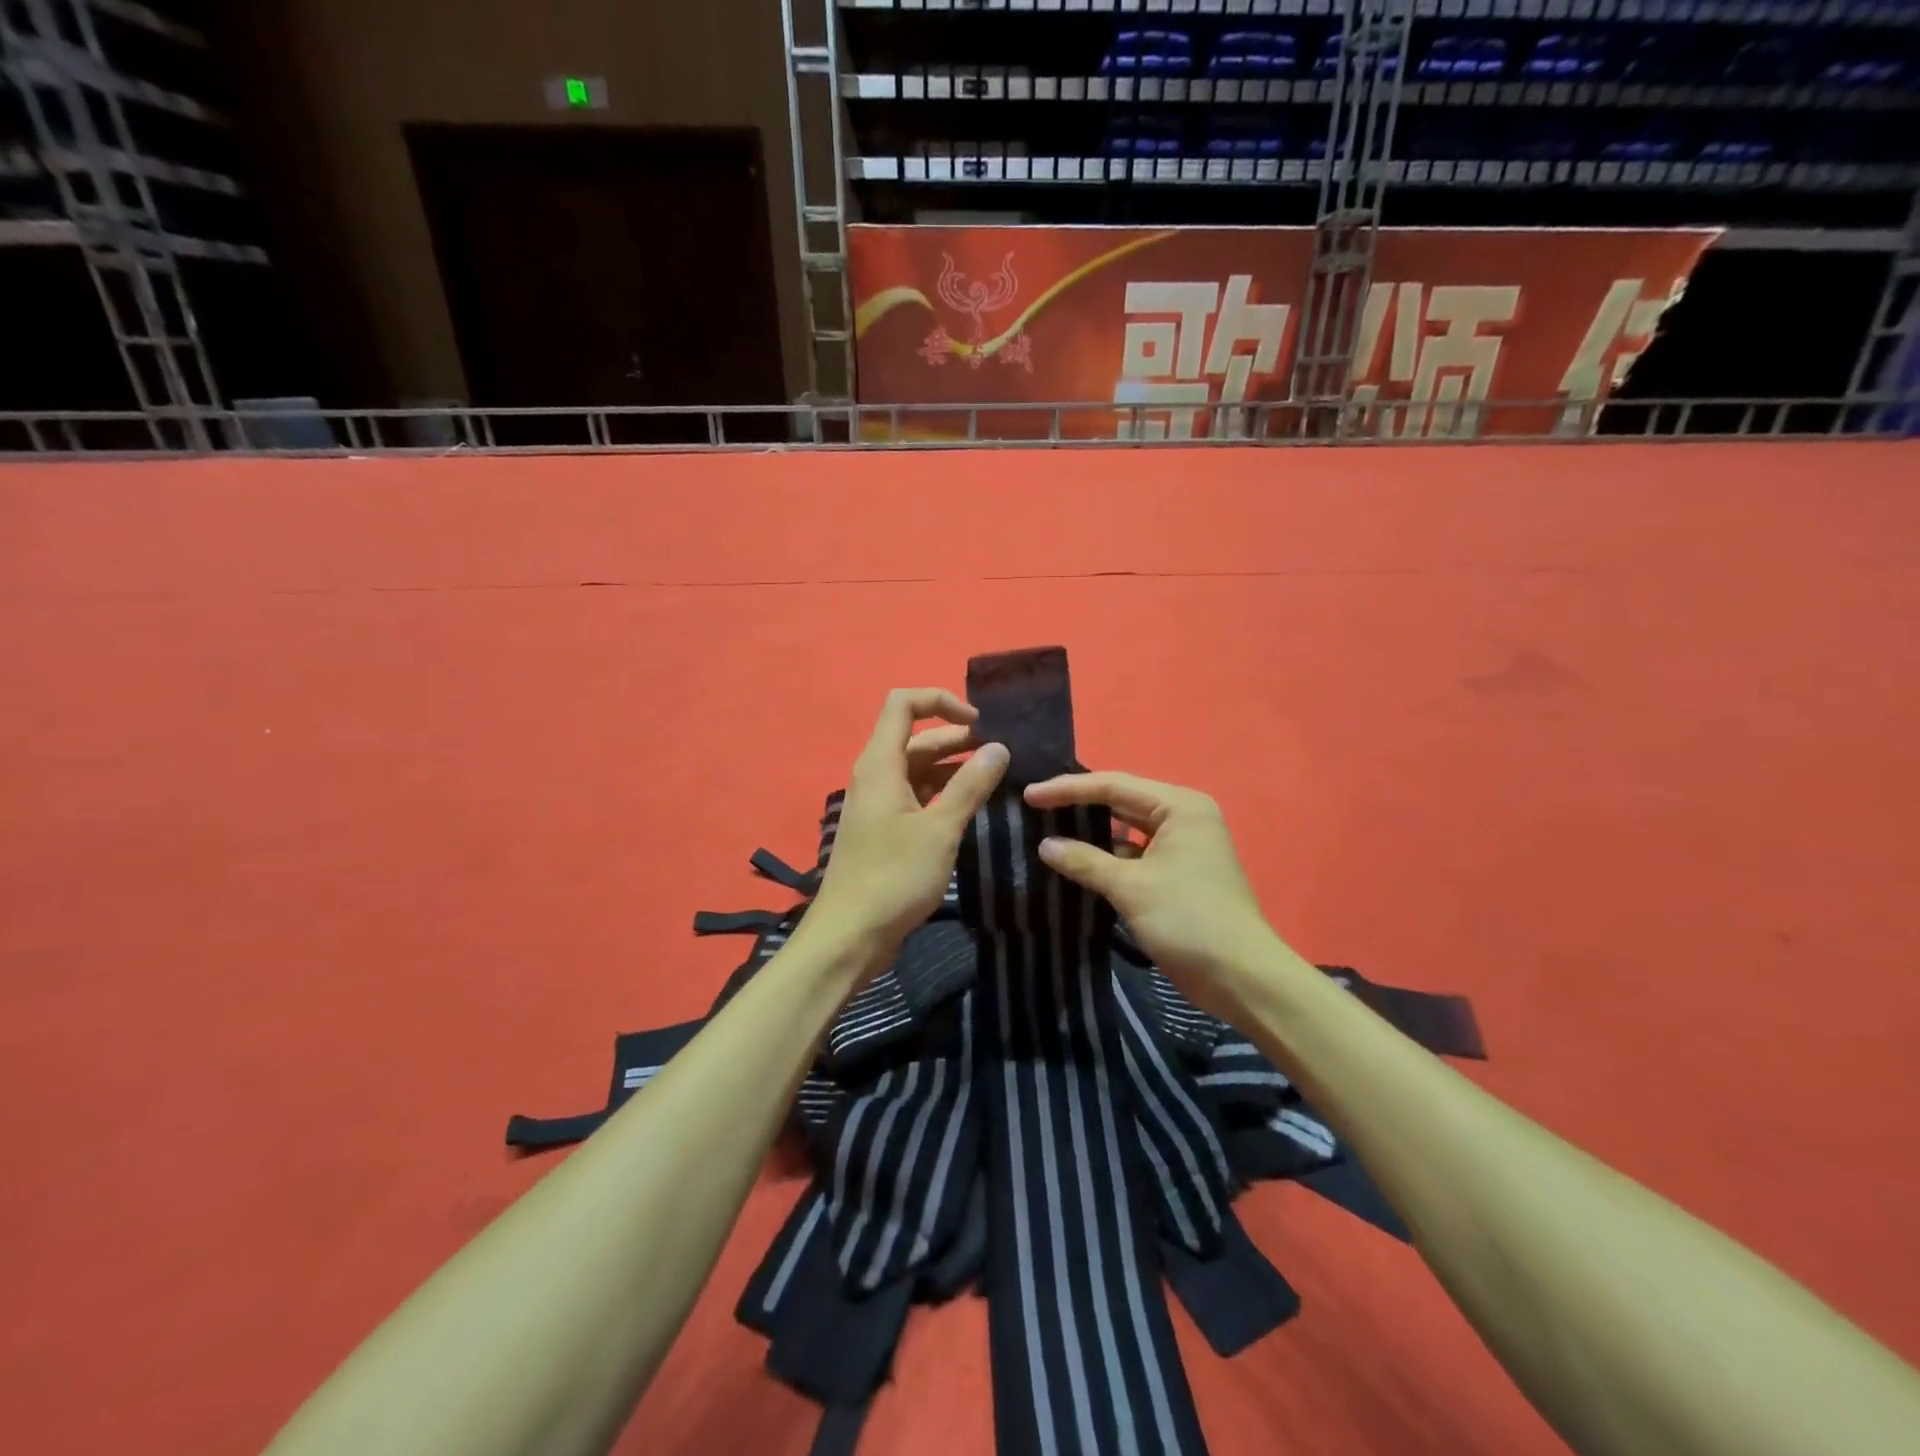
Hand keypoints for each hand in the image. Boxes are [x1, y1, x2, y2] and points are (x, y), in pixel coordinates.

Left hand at [807, 689, 1009, 965]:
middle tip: (1003, 753)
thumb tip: (998, 748)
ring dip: (954, 768)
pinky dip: (944, 794)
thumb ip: (970, 785)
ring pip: (919, 769)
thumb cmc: (894, 877)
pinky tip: (973, 807)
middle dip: (958, 738)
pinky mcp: (885, 829)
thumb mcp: (940, 829)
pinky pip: (917, 796)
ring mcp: (880, 803)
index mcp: (881, 763)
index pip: (903, 703)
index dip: (941, 701)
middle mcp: (876, 775)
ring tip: (997, 778)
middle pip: (916, 737)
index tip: (979, 723)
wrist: (850, 936)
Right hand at [1023, 771, 1273, 1012]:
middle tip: (1034, 808)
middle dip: (1078, 806)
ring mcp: (1182, 846)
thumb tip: (1044, 845)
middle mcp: (1183, 817)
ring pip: (1126, 829)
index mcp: (1178, 806)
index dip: (1067, 790)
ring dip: (1091, 833)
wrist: (1242, 979)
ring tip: (1047, 831)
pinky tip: (1076, 863)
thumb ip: (1084, 861)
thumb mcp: (1130, 887)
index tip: (1029, 796)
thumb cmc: (1188, 920)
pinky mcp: (1177, 874)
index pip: (1113, 785)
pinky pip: (1134, 854)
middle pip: (1120, 801)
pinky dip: (1107, 858)